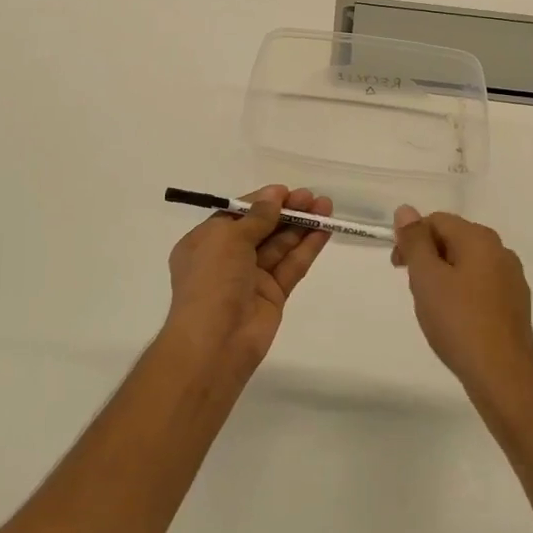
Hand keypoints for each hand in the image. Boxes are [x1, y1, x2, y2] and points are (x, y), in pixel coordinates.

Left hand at [163, 185, 333, 378]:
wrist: (215, 342)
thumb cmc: (212, 281)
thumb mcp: (228, 239)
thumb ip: (256, 217)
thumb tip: (273, 195)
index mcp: (206, 242)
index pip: (237, 214)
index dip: (262, 201)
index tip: (286, 191)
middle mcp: (227, 258)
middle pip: (262, 228)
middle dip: (286, 211)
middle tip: (312, 197)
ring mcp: (251, 278)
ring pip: (280, 246)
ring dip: (301, 226)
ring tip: (326, 206)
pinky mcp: (273, 295)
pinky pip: (291, 266)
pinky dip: (307, 248)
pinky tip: (324, 230)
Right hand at [392, 206, 532, 402]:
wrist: (503, 376)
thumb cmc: (458, 321)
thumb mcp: (426, 277)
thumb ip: (414, 240)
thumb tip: (406, 210)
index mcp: (480, 238)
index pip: (437, 221)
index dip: (412, 239)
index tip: (398, 267)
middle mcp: (501, 251)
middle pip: (454, 239)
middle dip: (428, 258)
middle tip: (414, 289)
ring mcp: (512, 279)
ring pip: (467, 264)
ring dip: (444, 276)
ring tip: (433, 307)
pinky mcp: (516, 305)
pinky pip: (481, 286)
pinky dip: (462, 294)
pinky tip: (455, 320)